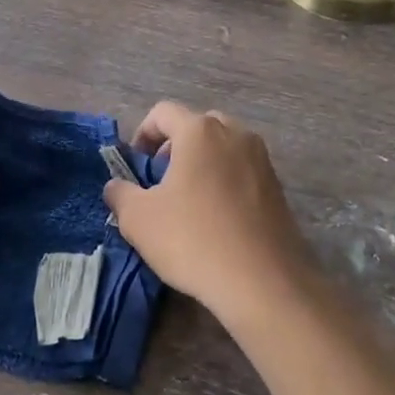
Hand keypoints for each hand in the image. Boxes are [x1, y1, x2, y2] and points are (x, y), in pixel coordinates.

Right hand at [103, 101, 310, 326]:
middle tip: (161, 181)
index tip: (135, 165)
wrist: (263, 282)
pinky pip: (243, 170)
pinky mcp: (278, 187)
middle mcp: (235, 133)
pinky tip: (217, 218)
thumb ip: (120, 194)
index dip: (142, 134)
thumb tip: (116, 186)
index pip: (162, 112)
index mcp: (200, 131)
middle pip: (197, 125)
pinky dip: (225, 181)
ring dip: (202, 163)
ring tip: (189, 201)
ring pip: (224, 147)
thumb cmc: (193, 240)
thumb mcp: (139, 220)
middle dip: (175, 146)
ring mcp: (262, 159)